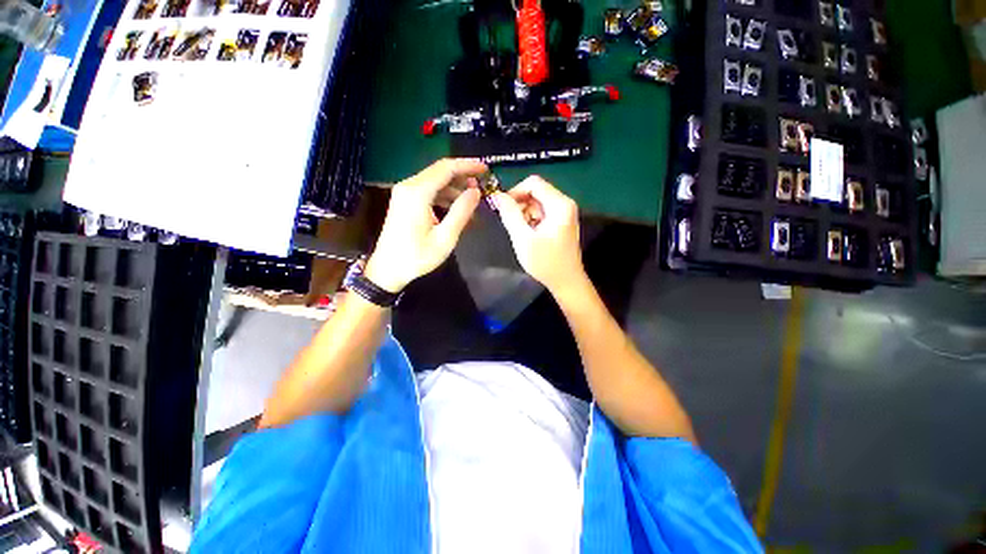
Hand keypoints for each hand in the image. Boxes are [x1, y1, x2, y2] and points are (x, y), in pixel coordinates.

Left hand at [365, 159, 486, 292]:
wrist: (388, 269)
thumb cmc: (417, 256)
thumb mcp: (445, 238)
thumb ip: (461, 211)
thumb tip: (475, 191)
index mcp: (418, 193)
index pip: (446, 168)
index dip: (468, 166)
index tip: (485, 169)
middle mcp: (409, 186)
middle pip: (440, 171)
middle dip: (463, 176)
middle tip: (482, 187)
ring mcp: (404, 193)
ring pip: (435, 181)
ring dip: (455, 189)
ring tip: (472, 202)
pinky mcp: (405, 201)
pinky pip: (428, 191)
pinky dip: (444, 197)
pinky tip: (456, 210)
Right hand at [494, 176, 585, 294]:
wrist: (566, 281)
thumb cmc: (546, 262)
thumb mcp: (523, 238)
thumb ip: (510, 215)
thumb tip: (497, 196)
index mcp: (559, 204)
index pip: (533, 183)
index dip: (515, 192)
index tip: (503, 208)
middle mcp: (565, 203)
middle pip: (536, 191)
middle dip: (520, 204)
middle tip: (511, 223)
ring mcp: (564, 213)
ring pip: (537, 202)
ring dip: (525, 213)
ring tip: (521, 232)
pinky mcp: (561, 221)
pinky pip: (542, 212)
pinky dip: (532, 219)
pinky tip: (529, 235)